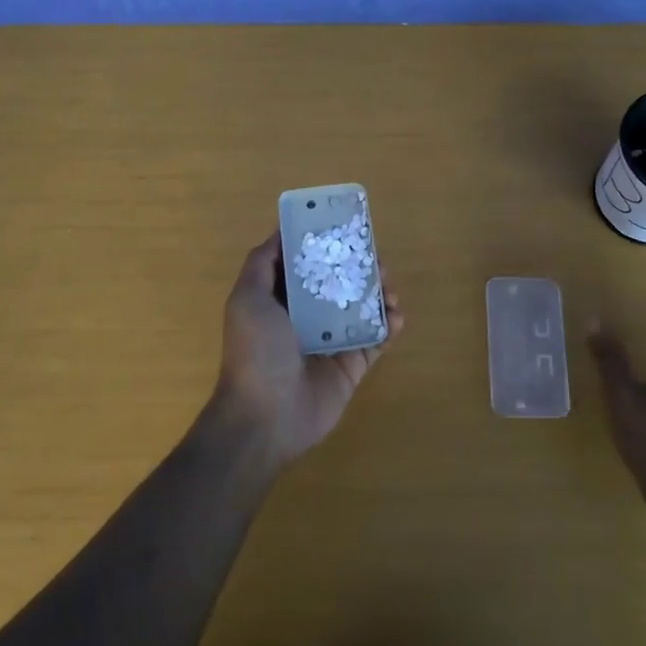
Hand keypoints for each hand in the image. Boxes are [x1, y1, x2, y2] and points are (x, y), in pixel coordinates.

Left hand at [209, 232, 403, 469]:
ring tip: (390, 287)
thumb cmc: (256, 351)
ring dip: (379, 293)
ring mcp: (332, 341)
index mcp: (280, 299)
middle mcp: (306, 317)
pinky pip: (376, 340)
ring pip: (361, 308)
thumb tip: (281, 231)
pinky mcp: (352, 365)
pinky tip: (398, 315)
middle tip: (377, 259)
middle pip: (339, 283)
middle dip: (359, 268)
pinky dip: (391, 326)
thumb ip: (261, 263)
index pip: (306, 265)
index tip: (345, 228)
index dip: (324, 246)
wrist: (266, 417)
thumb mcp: (247, 298)